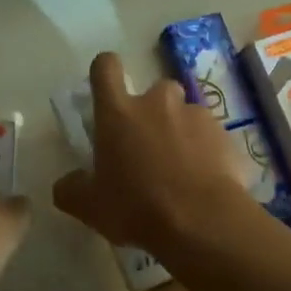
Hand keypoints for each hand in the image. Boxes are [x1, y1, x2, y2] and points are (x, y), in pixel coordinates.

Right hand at [52, 52, 249, 251]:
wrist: (203, 222)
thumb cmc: (137, 207)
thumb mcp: (90, 206)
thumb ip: (71, 189)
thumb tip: (66, 183)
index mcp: (118, 112)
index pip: (105, 67)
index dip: (105, 71)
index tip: (106, 88)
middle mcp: (157, 102)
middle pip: (153, 91)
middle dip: (152, 113)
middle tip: (148, 148)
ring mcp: (195, 115)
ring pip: (184, 113)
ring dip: (180, 132)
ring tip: (181, 168)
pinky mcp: (225, 134)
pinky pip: (210, 136)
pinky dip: (206, 151)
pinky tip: (204, 181)